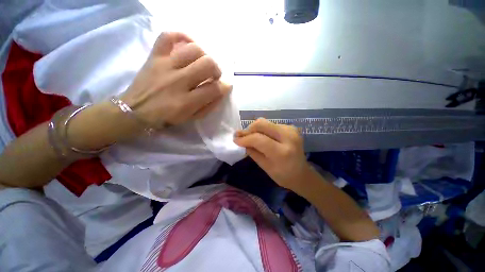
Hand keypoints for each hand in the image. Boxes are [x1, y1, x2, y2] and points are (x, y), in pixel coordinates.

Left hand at [120, 32, 230, 128]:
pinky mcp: (154, 56)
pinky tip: (189, 44)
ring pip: (193, 50)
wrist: (135, 110)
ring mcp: (164, 66)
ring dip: (204, 56)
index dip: (224, 87)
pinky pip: (168, 37)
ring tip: (202, 63)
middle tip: (214, 75)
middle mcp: (177, 81)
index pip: (214, 89)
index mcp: (187, 102)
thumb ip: (208, 105)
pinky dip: (181, 36)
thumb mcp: (191, 117)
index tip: (225, 86)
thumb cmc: (167, 117)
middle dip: (216, 70)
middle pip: (207, 64)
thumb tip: (222, 90)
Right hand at [233, 118, 310, 190]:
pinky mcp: (291, 127)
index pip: (258, 139)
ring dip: (255, 129)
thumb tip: (241, 141)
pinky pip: (271, 125)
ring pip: (266, 122)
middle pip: (262, 124)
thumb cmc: (283, 175)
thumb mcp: (265, 167)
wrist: (302, 174)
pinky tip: (262, 137)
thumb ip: (252, 152)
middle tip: (242, 135)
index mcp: (282, 152)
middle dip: (249, 129)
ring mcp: (291, 130)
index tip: (235, 140)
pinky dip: (263, 130)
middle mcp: (288, 137)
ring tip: (250, 137)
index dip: (245, 138)